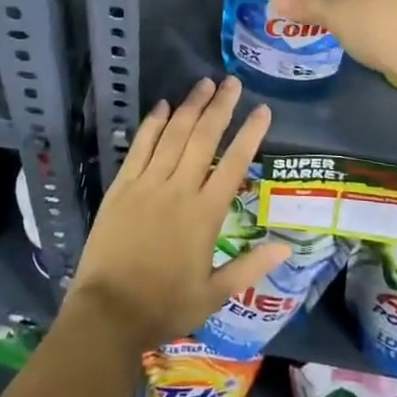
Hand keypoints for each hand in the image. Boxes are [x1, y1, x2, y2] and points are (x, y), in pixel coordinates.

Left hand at [66, 77, 286, 352]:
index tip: (263, 110)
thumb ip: (250, 267)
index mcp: (205, 215)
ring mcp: (147, 184)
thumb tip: (288, 246)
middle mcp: (179, 190)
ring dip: (190, 107)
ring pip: (173, 135)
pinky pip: (140, 147)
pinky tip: (163, 105)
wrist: (108, 313)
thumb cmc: (164, 307)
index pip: (234, 164)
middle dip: (220, 107)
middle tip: (233, 82)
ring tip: (204, 83)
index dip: (250, 134)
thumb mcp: (214, 295)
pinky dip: (152, 124)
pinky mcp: (122, 186)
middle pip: (204, 138)